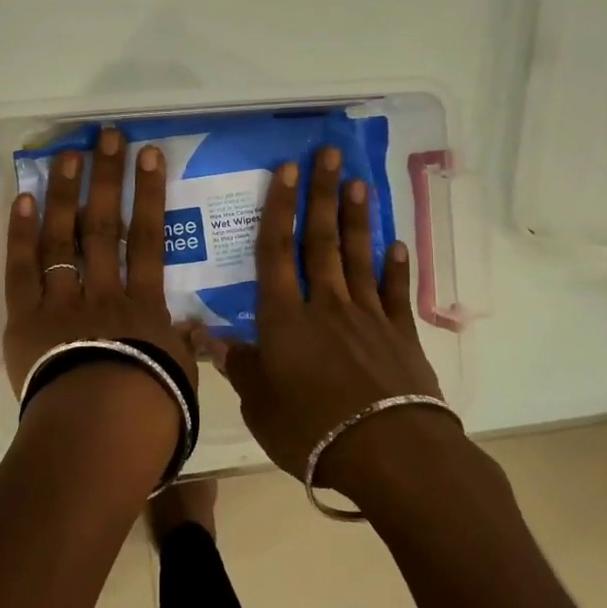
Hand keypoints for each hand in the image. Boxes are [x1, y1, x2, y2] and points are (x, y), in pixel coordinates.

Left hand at [2, 126, 197, 400]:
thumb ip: (184, 347)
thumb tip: (195, 329)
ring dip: (65, 194)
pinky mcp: (26, 320)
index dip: (149, 194)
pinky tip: (25, 199)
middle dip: (107, 179)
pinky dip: (22, 234)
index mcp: (143, 306)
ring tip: (67, 155)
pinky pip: (22, 270)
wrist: (99, 437)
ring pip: (63, 239)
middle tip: (106, 137)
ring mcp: (62, 303)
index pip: (148, 238)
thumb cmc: (149, 413)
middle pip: (103, 227)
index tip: (149, 155)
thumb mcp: (181, 378)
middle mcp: (103, 292)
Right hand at [215, 146, 444, 484]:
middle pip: (321, 241)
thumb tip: (206, 337)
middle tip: (329, 154)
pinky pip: (395, 293)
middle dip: (322, 194)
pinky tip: (396, 245)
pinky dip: (395, 268)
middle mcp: (325, 305)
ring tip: (359, 182)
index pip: (276, 252)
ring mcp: (367, 316)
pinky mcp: (400, 335)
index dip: (278, 208)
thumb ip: (239, 367)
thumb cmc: (313, 431)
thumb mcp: (261, 407)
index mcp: (285, 319)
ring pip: (357, 257)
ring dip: (356, 218)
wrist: (389, 454)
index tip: (285, 169)